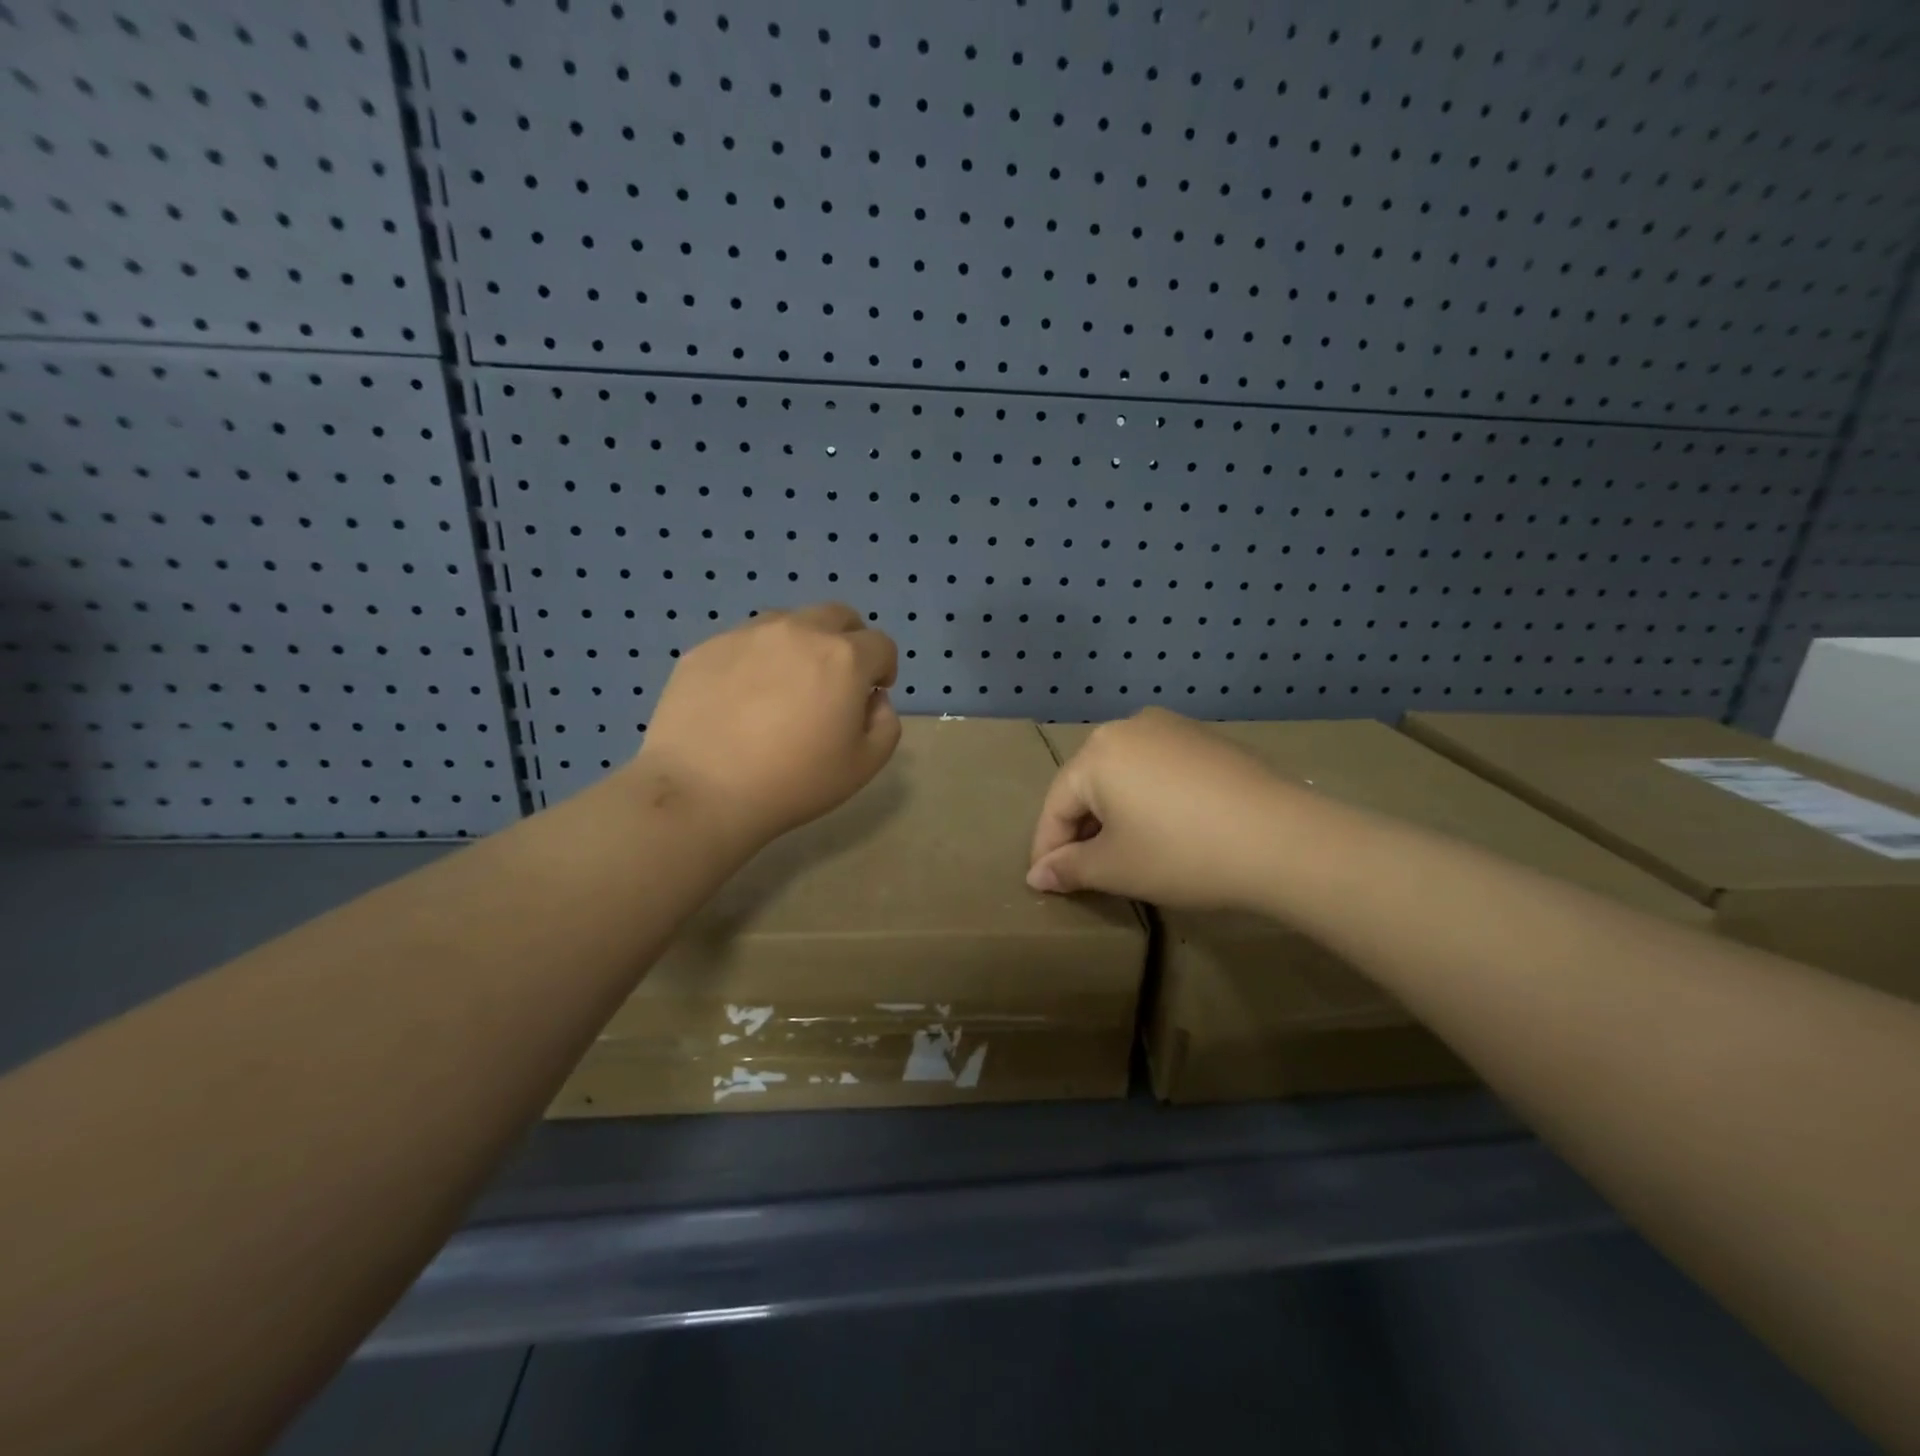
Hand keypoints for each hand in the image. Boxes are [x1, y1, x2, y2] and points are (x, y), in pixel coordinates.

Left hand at [634, 603, 900, 847]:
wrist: (702, 791)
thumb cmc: (794, 782)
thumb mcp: (864, 765)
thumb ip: (886, 723)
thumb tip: (873, 699)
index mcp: (843, 657)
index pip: (881, 644)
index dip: (884, 669)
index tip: (871, 695)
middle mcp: (798, 631)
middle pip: (838, 616)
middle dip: (849, 640)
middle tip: (837, 679)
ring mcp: (748, 634)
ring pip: (789, 621)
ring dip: (802, 643)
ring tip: (786, 685)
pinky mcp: (707, 647)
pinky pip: (744, 642)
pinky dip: (756, 659)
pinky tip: (742, 699)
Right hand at [1027, 708, 1291, 910]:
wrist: (1282, 838)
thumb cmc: (1182, 853)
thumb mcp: (1116, 868)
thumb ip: (1069, 868)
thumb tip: (1037, 875)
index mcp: (1097, 753)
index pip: (1057, 805)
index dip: (1047, 848)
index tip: (1044, 882)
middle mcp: (1129, 727)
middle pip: (1089, 783)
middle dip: (1082, 828)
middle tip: (1084, 870)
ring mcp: (1173, 727)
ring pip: (1125, 773)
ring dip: (1116, 812)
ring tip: (1124, 850)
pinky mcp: (1207, 739)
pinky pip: (1160, 768)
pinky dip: (1150, 798)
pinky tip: (1167, 827)